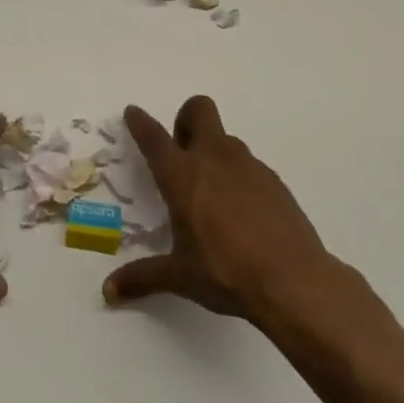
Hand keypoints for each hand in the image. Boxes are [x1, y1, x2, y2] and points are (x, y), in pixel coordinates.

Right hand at [103, 96, 339, 320]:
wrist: (294, 282)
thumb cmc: (226, 273)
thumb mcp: (180, 276)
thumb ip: (142, 277)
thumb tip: (109, 293)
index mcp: (182, 176)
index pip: (154, 137)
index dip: (140, 122)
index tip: (133, 113)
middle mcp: (214, 160)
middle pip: (199, 109)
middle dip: (185, 119)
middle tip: (182, 153)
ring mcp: (249, 167)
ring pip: (226, 138)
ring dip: (213, 151)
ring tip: (212, 193)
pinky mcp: (275, 181)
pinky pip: (250, 165)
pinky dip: (239, 177)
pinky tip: (242, 213)